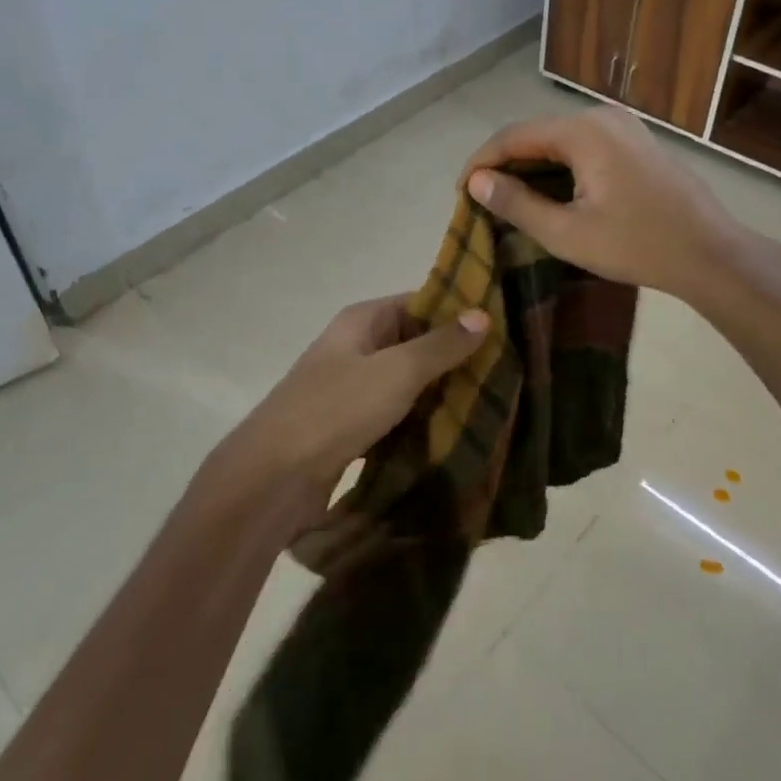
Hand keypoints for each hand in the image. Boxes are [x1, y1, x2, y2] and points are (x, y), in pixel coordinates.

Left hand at [226, 295, 487, 493]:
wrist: (272, 478)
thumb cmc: (335, 410)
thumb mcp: (396, 372)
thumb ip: (440, 345)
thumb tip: (482, 314)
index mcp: (362, 321)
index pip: (420, 302)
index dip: (459, 312)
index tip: (504, 326)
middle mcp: (356, 347)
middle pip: (415, 343)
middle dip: (456, 357)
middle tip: (507, 369)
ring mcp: (351, 388)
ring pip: (407, 382)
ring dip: (441, 392)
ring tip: (493, 401)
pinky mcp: (351, 427)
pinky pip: (396, 414)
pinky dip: (421, 421)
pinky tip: (456, 433)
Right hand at [461, 106, 773, 301]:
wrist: (710, 254)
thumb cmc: (636, 245)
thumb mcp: (566, 233)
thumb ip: (516, 203)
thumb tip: (477, 182)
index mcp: (583, 132)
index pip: (514, 136)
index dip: (482, 162)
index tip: (460, 192)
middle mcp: (602, 116)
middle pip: (536, 134)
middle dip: (505, 164)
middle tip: (482, 198)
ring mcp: (623, 127)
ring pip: (560, 140)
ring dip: (531, 166)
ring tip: (508, 198)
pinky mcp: (636, 142)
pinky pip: (583, 146)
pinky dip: (558, 166)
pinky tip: (550, 192)